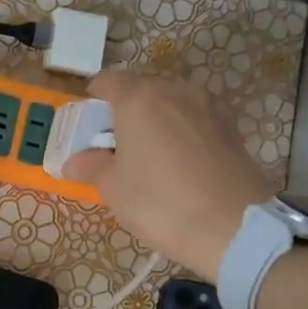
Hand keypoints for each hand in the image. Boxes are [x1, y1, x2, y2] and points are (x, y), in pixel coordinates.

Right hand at [65, 70, 274, 276]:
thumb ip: (91, 167)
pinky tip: (177, 162)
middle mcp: (175, 91)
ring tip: (147, 154)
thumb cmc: (159, 202)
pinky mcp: (230, 126)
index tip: (88, 124)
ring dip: (155, 120)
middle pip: (142, 89)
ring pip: (171, 103)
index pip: (108, 81)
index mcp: (139, 99)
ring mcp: (208, 106)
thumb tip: (75, 162)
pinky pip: (194, 119)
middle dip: (125, 110)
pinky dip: (180, 132)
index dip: (93, 98)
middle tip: (114, 143)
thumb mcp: (112, 188)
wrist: (232, 226)